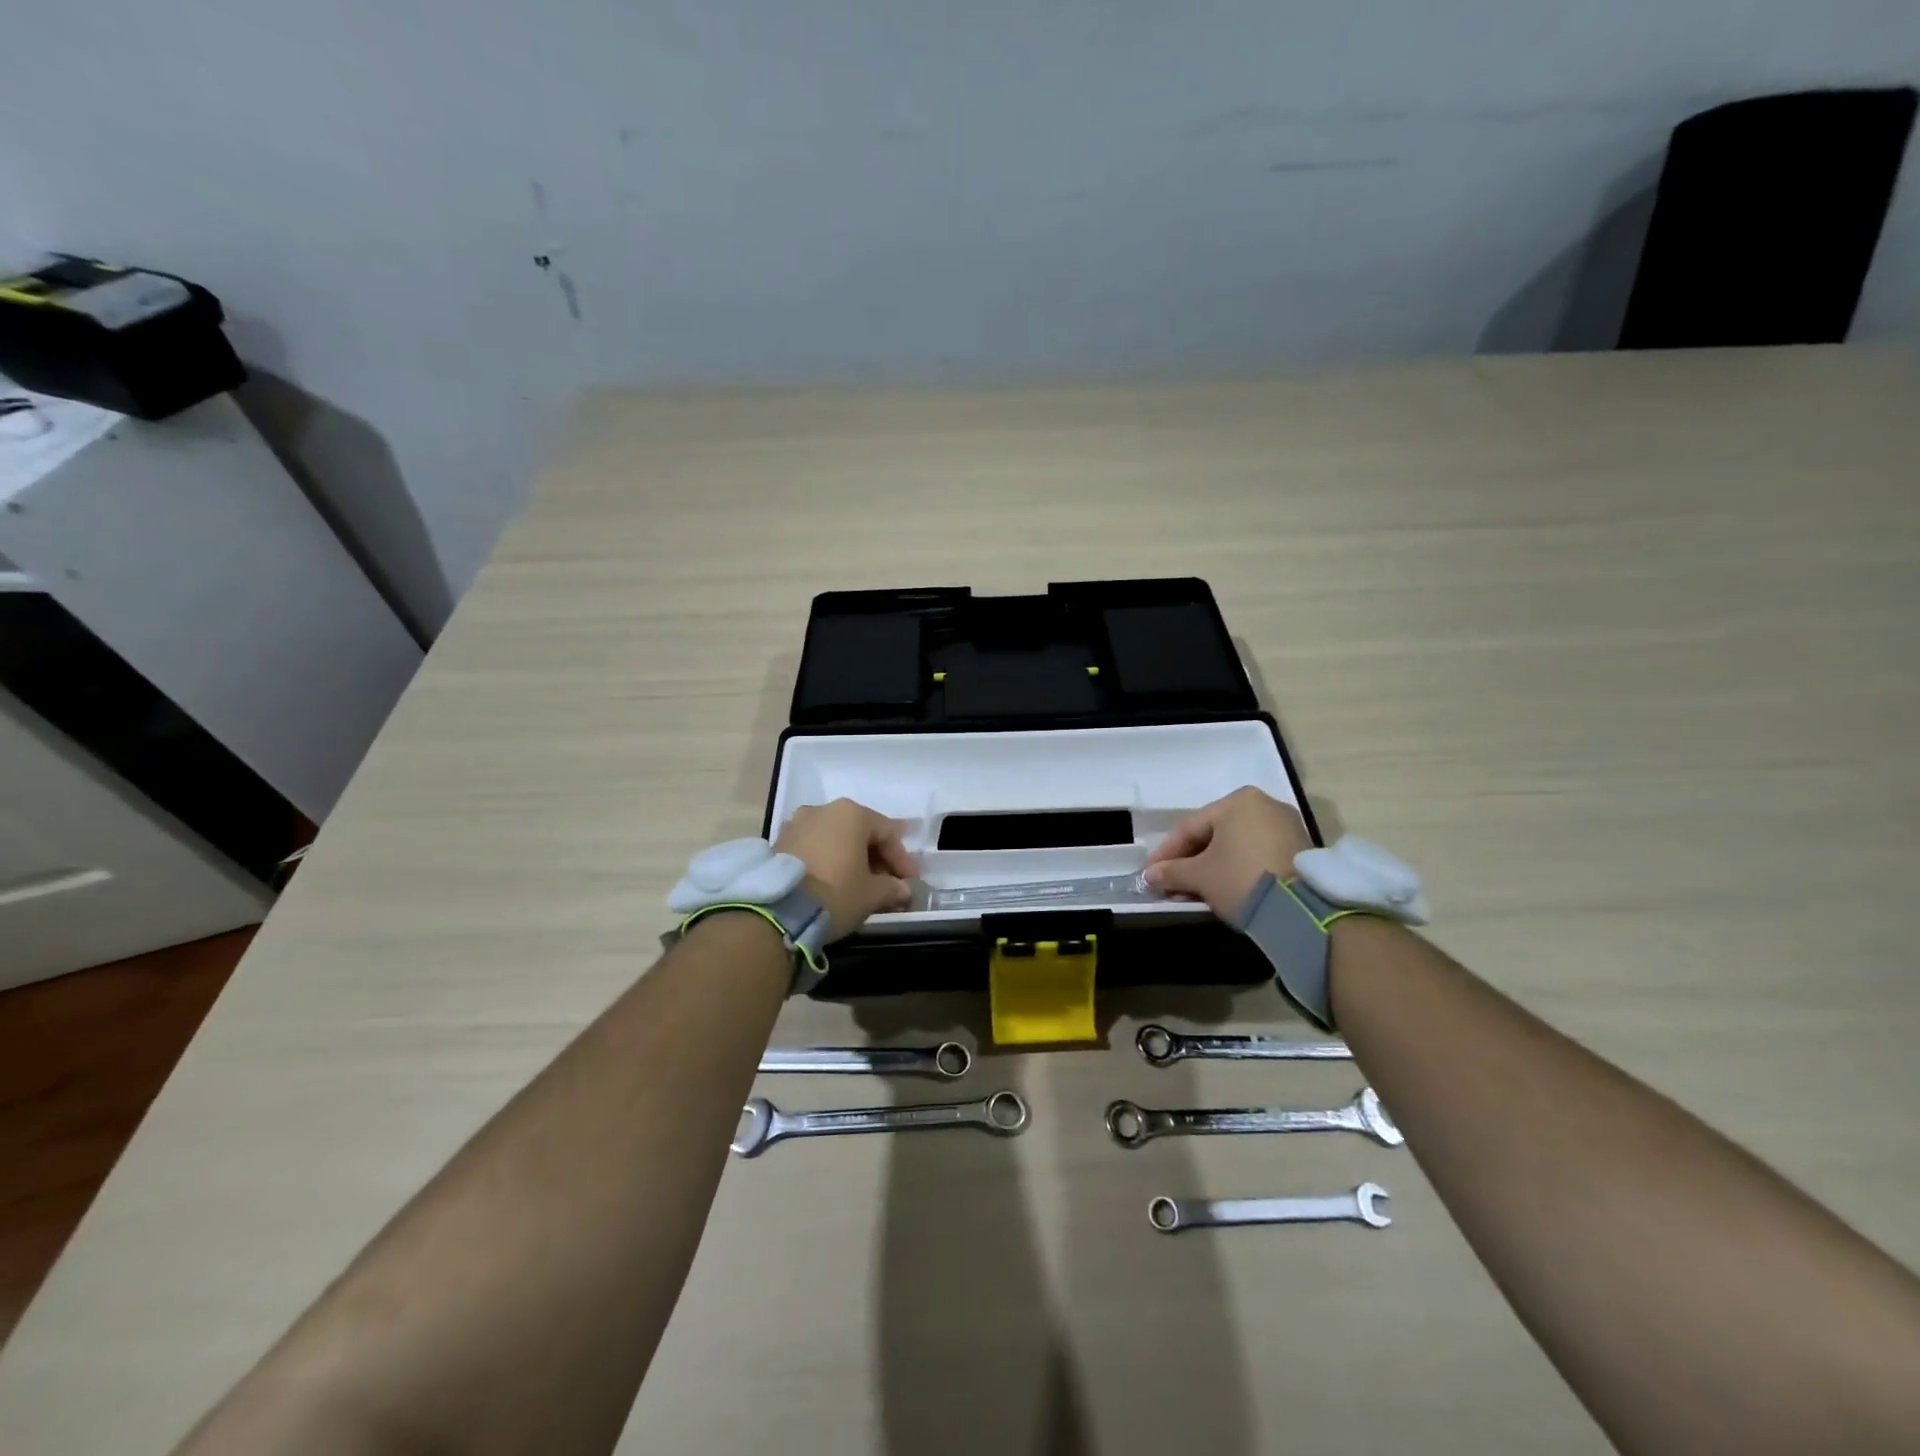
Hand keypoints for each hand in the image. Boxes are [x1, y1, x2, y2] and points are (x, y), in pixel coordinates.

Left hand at [774, 799, 915, 939]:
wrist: (777, 910)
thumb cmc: (835, 892)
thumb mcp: (871, 894)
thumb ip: (892, 888)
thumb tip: (904, 889)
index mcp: (851, 813)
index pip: (887, 832)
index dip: (902, 859)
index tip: (910, 881)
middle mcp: (824, 810)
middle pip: (860, 832)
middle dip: (876, 858)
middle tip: (888, 883)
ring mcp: (797, 824)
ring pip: (835, 839)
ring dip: (851, 859)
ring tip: (860, 885)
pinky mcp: (778, 843)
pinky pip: (814, 848)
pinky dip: (828, 861)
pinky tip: (834, 883)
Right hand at [1143, 787, 1311, 918]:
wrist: (1303, 909)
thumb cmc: (1241, 878)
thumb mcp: (1200, 877)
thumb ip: (1171, 872)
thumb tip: (1150, 876)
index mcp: (1237, 801)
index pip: (1190, 827)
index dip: (1166, 853)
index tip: (1150, 874)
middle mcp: (1264, 805)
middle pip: (1214, 836)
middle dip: (1189, 864)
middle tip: (1171, 886)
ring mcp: (1286, 828)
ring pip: (1235, 848)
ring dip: (1211, 870)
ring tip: (1194, 894)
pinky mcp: (1301, 851)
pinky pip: (1256, 856)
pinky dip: (1236, 872)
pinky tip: (1223, 892)